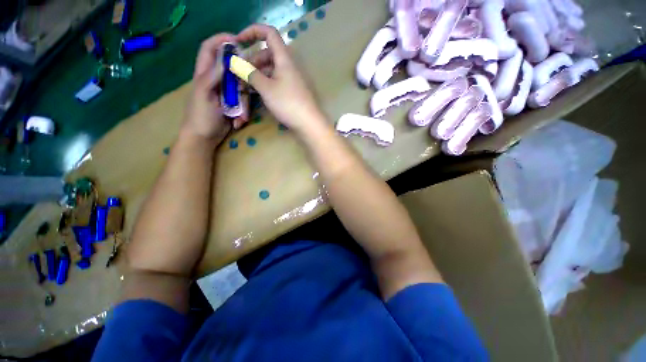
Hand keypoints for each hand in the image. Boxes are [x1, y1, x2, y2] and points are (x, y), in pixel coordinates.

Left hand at [182, 33, 249, 143]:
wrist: (204, 138)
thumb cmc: (200, 116)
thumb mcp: (204, 94)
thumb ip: (213, 75)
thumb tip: (226, 56)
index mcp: (204, 74)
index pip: (210, 48)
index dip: (221, 41)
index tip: (238, 41)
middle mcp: (216, 80)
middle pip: (233, 71)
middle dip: (241, 81)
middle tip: (246, 89)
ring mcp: (227, 94)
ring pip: (242, 89)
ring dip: (244, 104)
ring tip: (240, 117)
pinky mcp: (234, 105)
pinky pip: (244, 103)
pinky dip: (244, 113)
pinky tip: (238, 121)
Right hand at [236, 24, 325, 133]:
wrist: (309, 123)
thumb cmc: (288, 104)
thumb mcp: (266, 88)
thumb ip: (249, 73)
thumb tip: (233, 61)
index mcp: (284, 58)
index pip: (269, 33)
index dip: (252, 31)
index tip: (238, 41)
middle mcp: (290, 65)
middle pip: (269, 53)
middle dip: (253, 59)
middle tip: (241, 72)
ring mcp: (293, 78)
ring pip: (273, 68)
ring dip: (259, 72)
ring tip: (247, 84)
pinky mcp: (294, 90)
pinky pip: (278, 79)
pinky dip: (267, 81)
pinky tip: (260, 92)